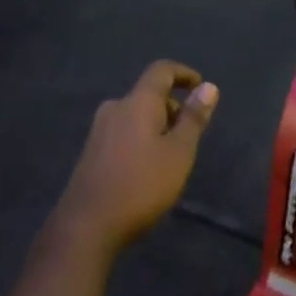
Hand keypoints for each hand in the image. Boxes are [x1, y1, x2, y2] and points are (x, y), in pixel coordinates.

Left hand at [49, 60, 218, 258]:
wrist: (87, 225)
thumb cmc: (141, 185)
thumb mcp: (179, 153)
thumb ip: (193, 118)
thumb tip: (208, 87)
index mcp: (137, 102)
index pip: (161, 70)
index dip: (183, 73)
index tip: (201, 87)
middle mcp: (115, 108)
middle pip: (148, 94)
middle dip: (173, 108)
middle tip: (190, 138)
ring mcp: (99, 129)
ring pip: (136, 115)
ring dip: (158, 126)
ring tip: (172, 158)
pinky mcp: (92, 150)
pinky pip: (124, 132)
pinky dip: (142, 139)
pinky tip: (148, 169)